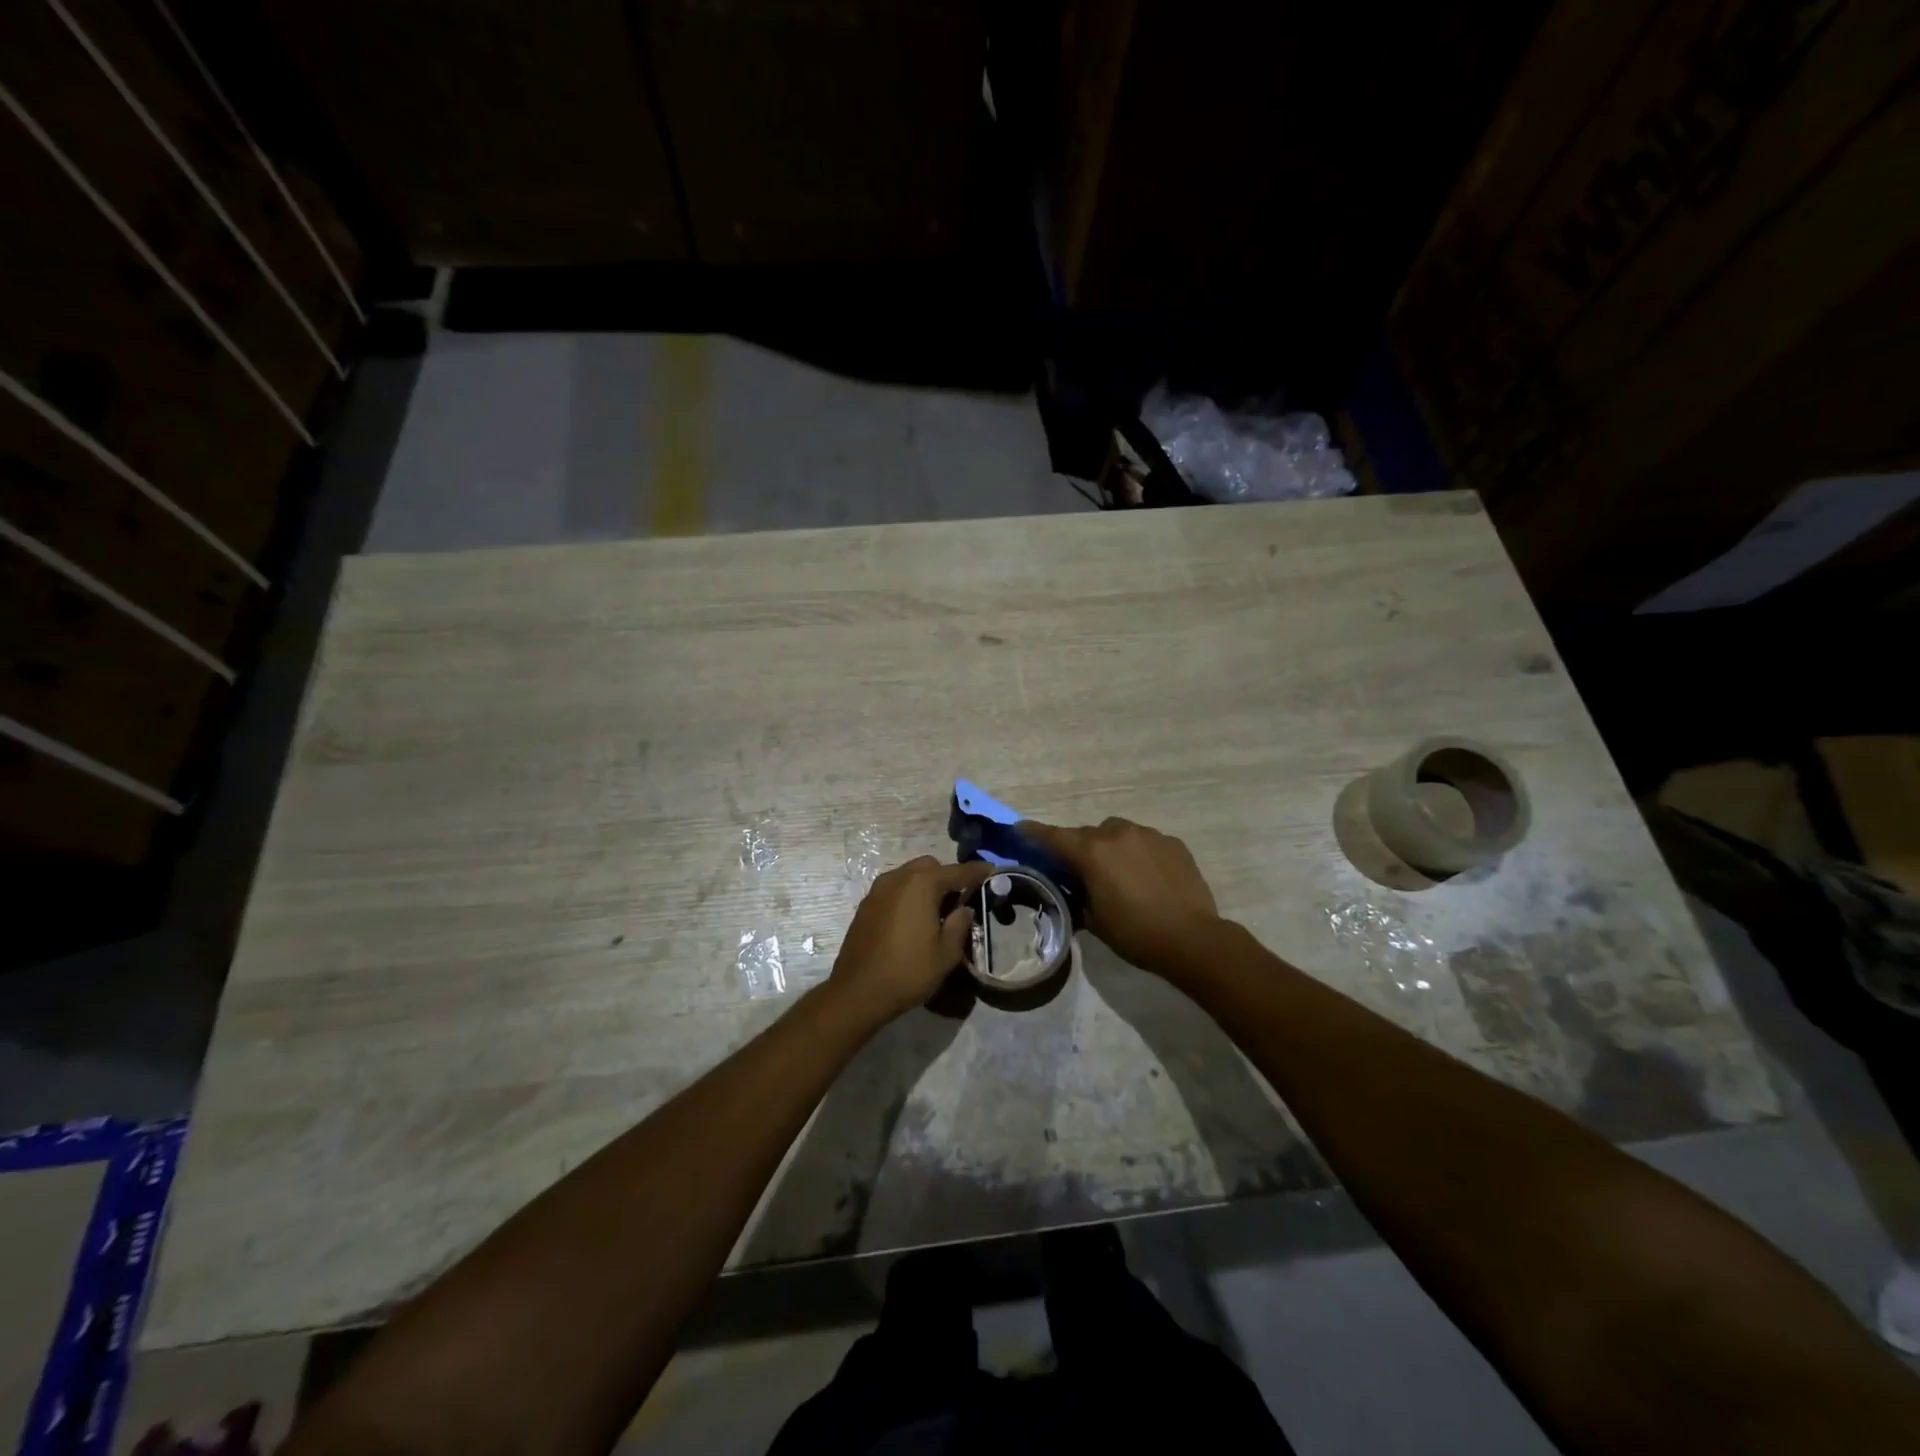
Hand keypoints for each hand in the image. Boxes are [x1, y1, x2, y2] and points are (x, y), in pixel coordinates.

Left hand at [827, 857, 993, 1026]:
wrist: (858, 992)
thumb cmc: (908, 971)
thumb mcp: (946, 953)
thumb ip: (960, 924)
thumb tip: (964, 908)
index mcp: (922, 884)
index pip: (957, 871)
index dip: (977, 871)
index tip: (992, 871)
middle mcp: (898, 878)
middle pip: (930, 866)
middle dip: (948, 877)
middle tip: (961, 899)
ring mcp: (878, 890)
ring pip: (909, 875)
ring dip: (926, 885)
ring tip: (937, 911)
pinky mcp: (866, 905)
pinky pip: (894, 889)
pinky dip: (908, 895)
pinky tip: (914, 919)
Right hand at [1022, 817, 1220, 976]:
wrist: (1192, 938)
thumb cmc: (1135, 933)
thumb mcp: (1094, 921)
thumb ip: (1078, 897)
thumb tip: (1075, 890)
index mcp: (1091, 853)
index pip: (1053, 837)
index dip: (1033, 832)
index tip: (1019, 828)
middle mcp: (1117, 834)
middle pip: (1087, 834)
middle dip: (1080, 848)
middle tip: (1082, 872)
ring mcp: (1148, 835)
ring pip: (1118, 833)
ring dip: (1111, 848)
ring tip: (1120, 874)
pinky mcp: (1172, 843)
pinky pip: (1146, 842)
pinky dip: (1139, 853)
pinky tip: (1149, 878)